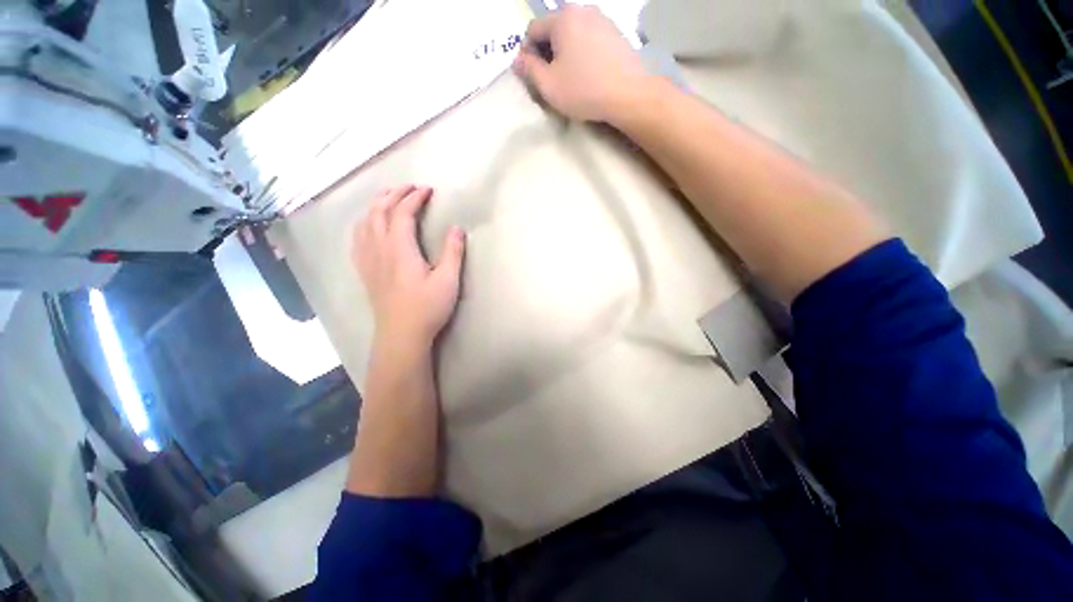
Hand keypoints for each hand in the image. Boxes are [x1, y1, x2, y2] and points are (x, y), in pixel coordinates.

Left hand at [352, 186, 465, 349]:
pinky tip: (369, 226)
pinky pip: (358, 239)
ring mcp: (368, 260)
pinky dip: (364, 224)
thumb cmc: (427, 308)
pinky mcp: (365, 271)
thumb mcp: (448, 281)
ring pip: (365, 223)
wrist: (401, 335)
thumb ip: (453, 253)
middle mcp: (379, 249)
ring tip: (389, 199)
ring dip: (377, 205)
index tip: (428, 190)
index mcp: (400, 249)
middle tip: (409, 188)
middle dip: (393, 194)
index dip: (414, 198)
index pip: (403, 213)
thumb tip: (457, 228)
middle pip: (379, 212)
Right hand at [513, 5, 648, 122]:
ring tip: (570, 77)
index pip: (532, 29)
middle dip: (546, 52)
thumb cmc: (584, 90)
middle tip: (551, 79)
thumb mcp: (549, 85)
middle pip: (553, 29)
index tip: (532, 76)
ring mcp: (602, 19)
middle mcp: (582, 10)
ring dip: (565, 52)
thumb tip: (517, 59)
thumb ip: (529, 70)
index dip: (527, 53)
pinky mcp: (616, 32)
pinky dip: (582, 52)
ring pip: (572, 33)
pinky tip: (588, 72)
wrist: (628, 94)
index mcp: (562, 18)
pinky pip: (589, 38)